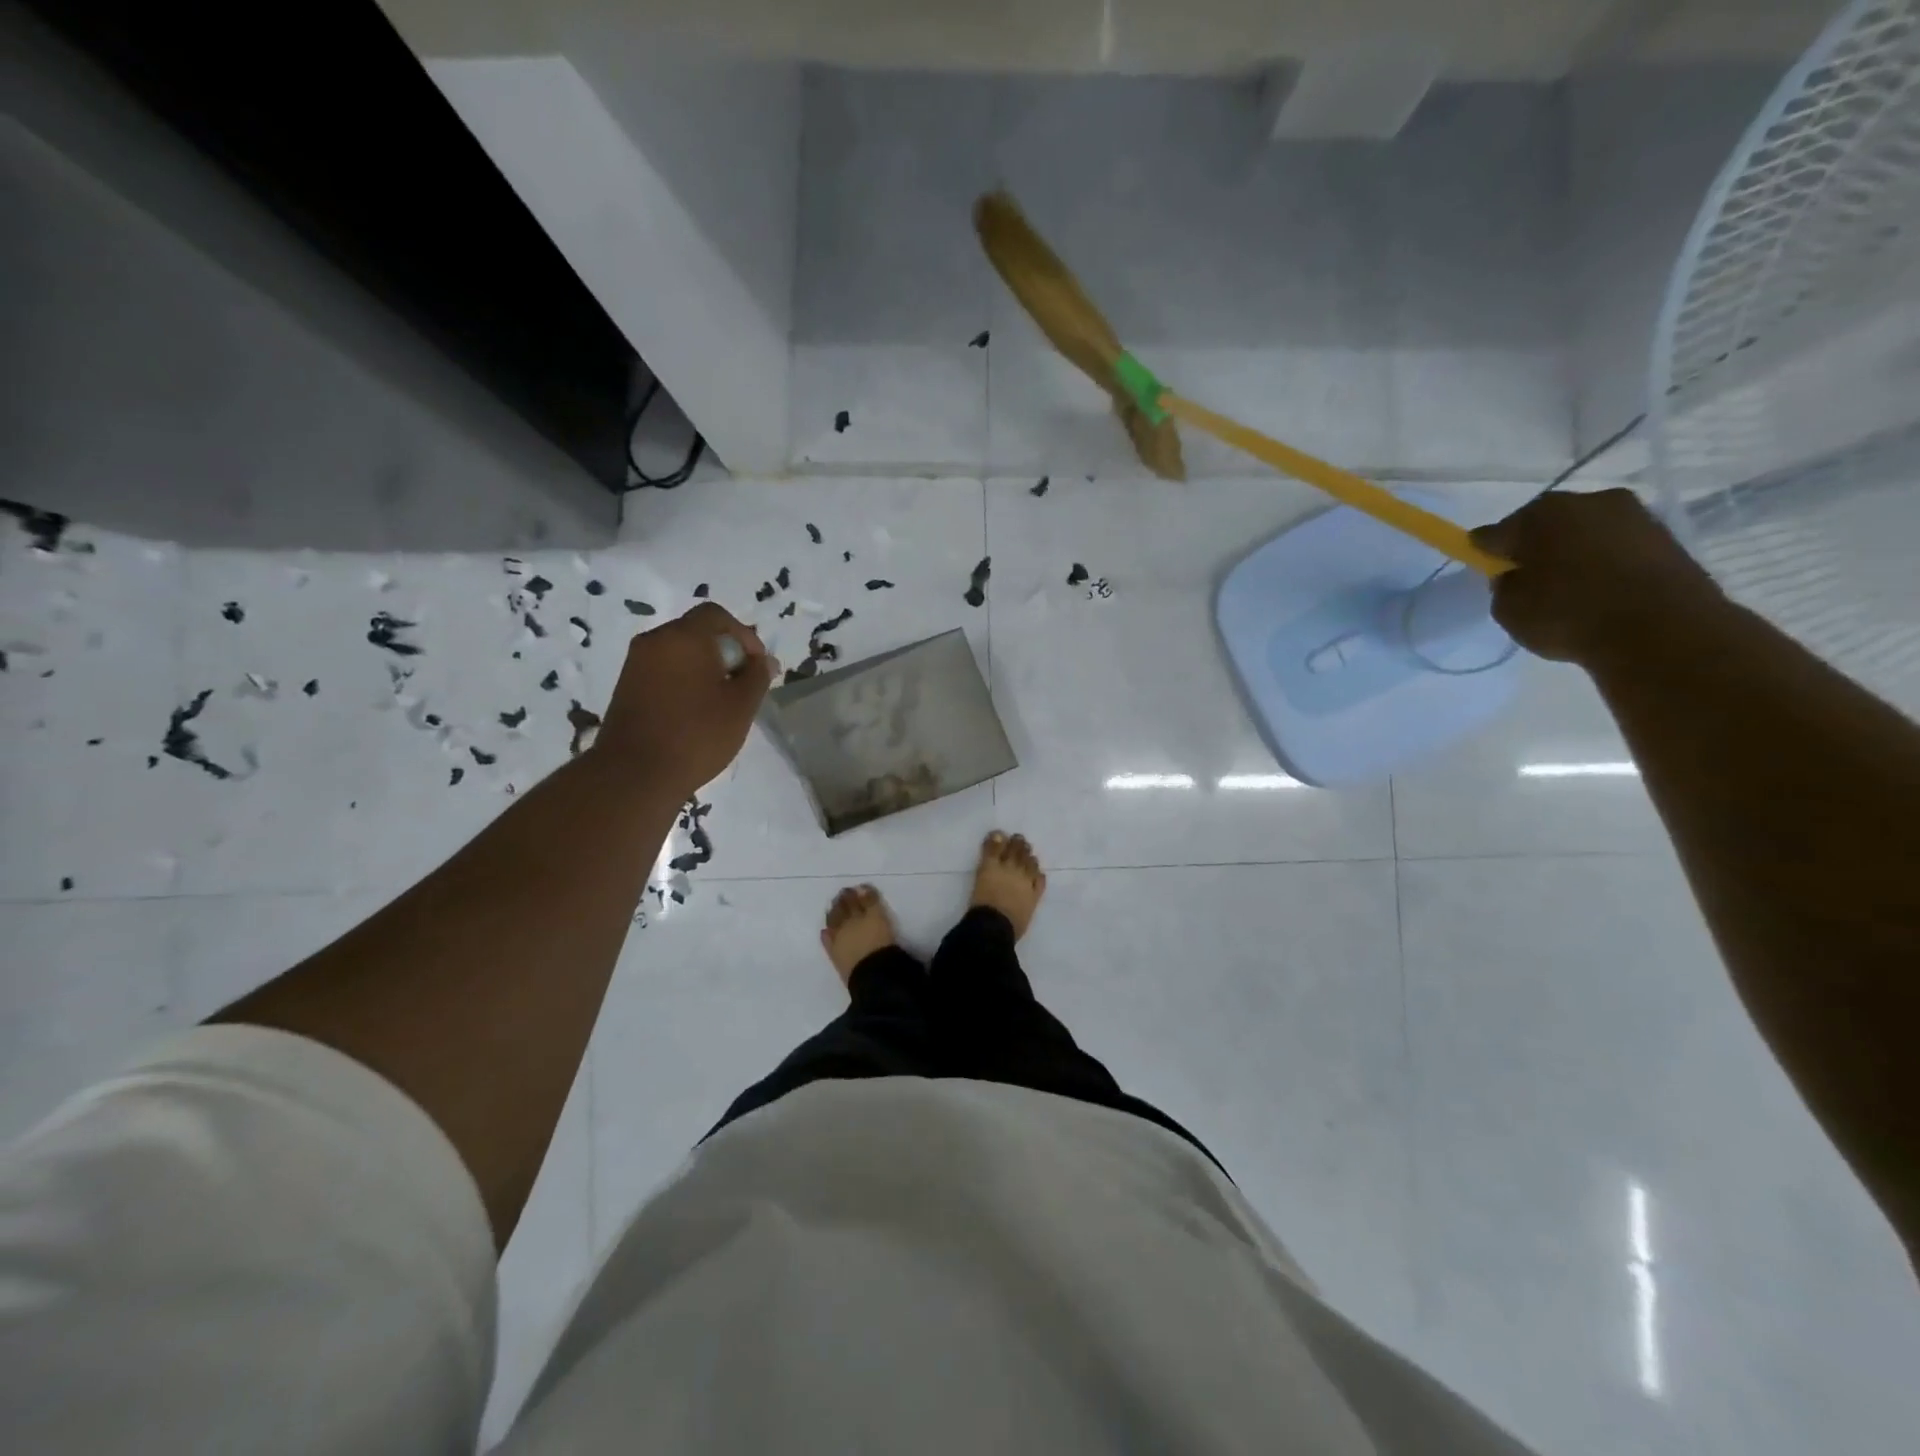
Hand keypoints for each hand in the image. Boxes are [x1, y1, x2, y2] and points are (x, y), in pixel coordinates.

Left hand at [596, 603, 773, 796]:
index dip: (743, 635)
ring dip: (704, 668)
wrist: (634, 774)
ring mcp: (636, 664)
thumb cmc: (696, 734)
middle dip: (725, 652)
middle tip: (742, 685)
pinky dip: (684, 681)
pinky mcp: (626, 687)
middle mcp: (655, 641)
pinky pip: (663, 671)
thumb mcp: (741, 705)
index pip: (717, 615)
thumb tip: (764, 661)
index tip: (756, 666)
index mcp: (684, 636)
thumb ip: (757, 676)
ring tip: (721, 702)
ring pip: (679, 652)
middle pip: (697, 632)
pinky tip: (696, 712)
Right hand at [1471, 488, 1725, 664]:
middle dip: (1535, 547)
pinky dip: (1605, 563)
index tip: (1487, 572)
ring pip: (1585, 533)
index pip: (1495, 533)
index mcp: (1540, 514)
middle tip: (1530, 581)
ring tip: (1571, 590)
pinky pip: (1617, 547)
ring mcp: (1633, 515)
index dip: (1487, 553)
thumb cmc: (1568, 615)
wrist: (1661, 629)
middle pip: (1546, 525)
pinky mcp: (1666, 536)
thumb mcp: (1508, 609)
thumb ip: (1504, 585)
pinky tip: (1601, 591)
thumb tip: (1516, 574)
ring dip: (1574, 554)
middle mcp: (1587, 501)